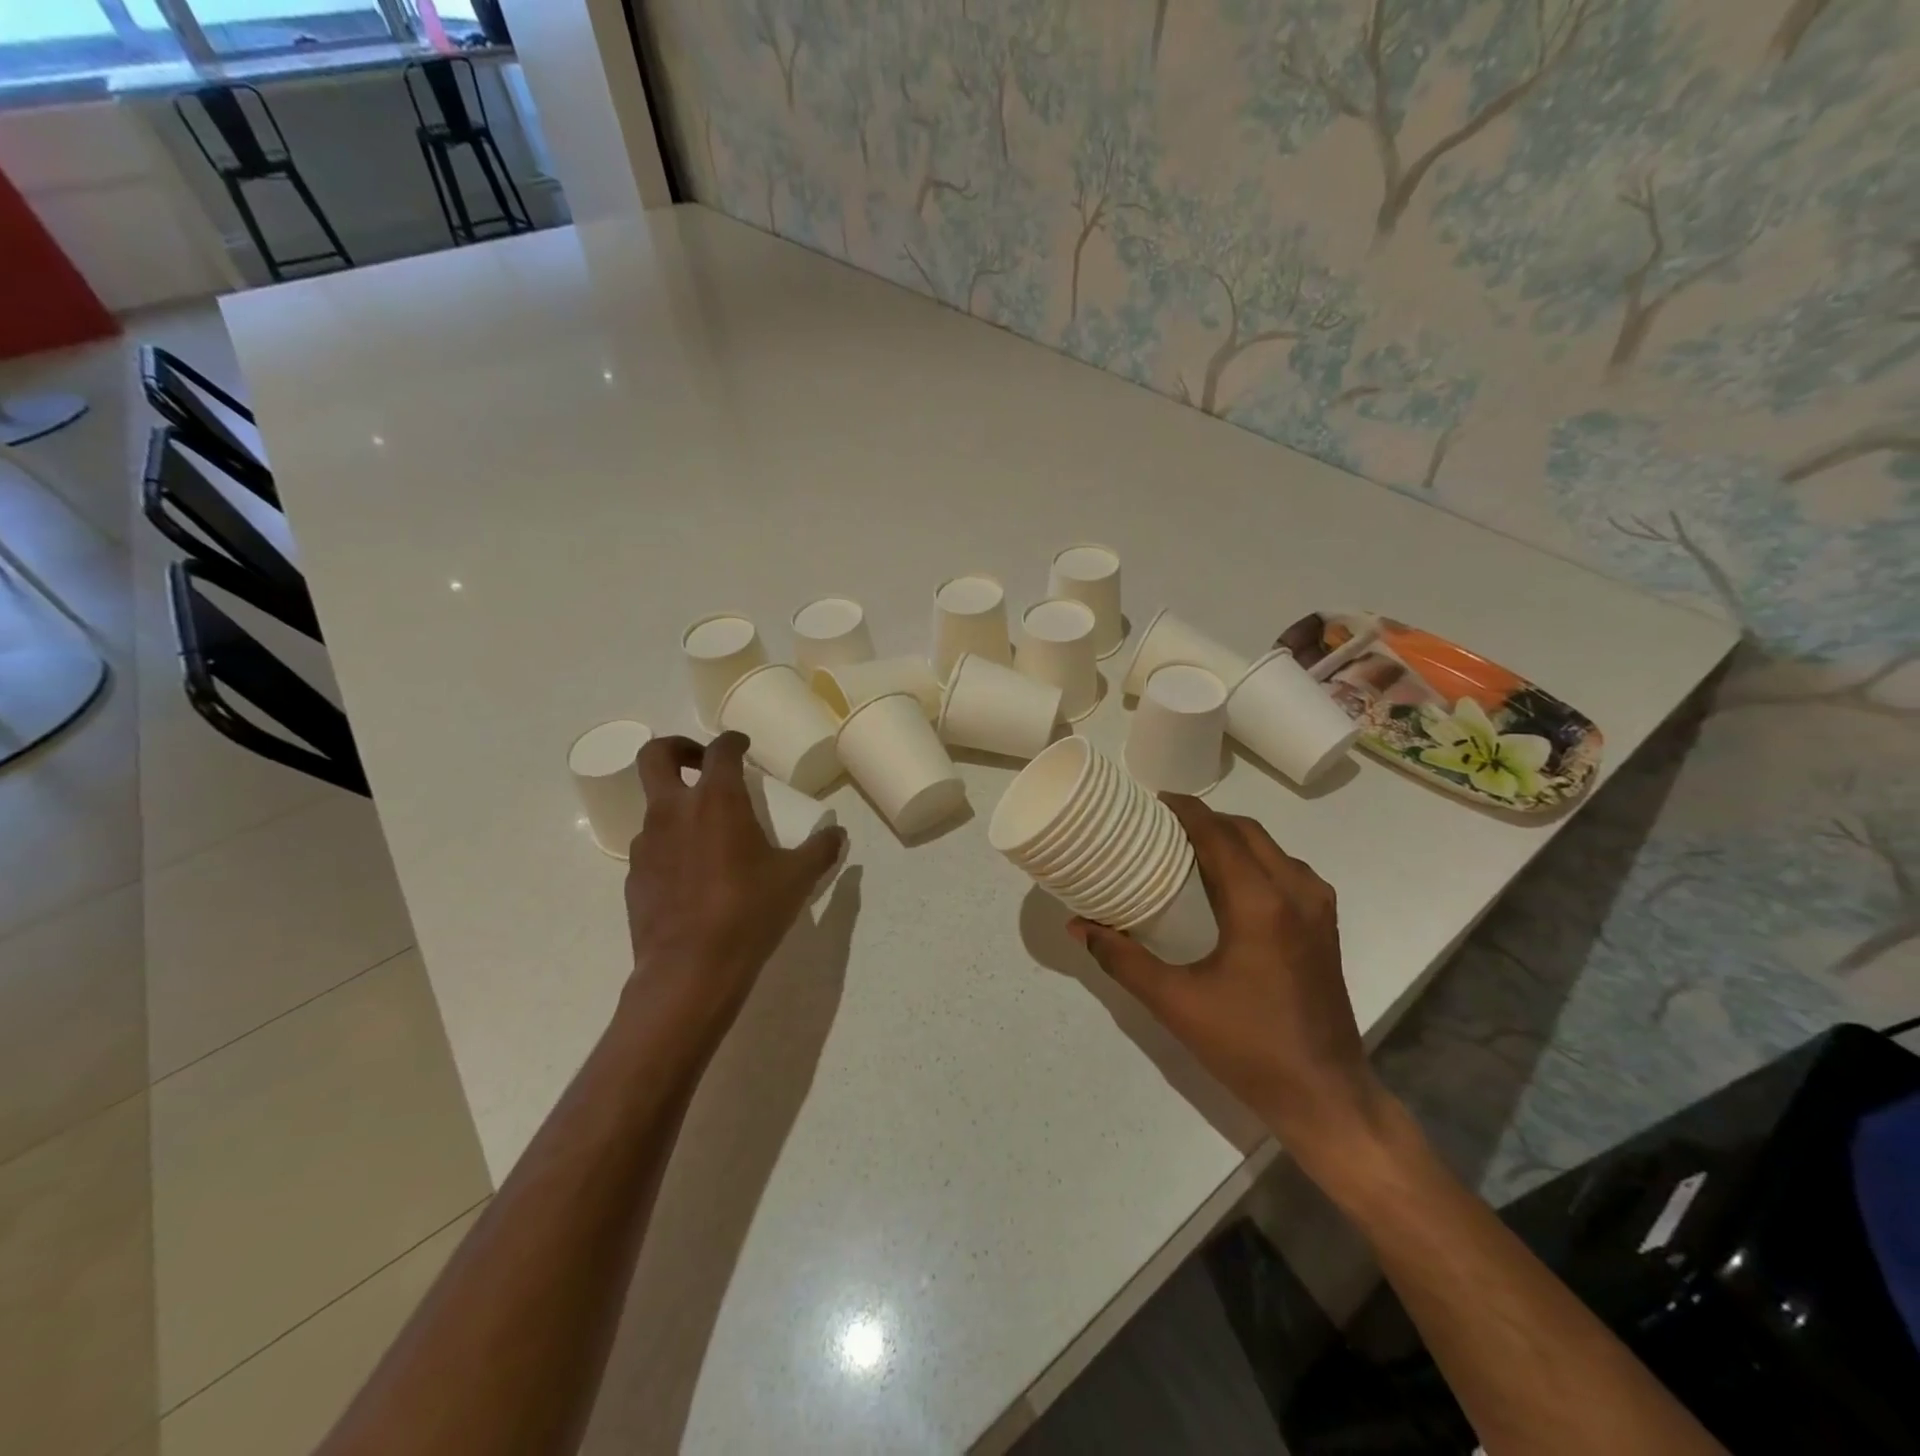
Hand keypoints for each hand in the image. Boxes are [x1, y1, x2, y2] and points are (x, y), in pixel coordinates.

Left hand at [622, 732, 844, 1051]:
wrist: (690, 970)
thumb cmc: (749, 912)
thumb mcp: (796, 879)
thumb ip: (820, 850)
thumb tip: (838, 836)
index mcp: (716, 800)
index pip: (720, 750)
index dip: (733, 740)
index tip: (744, 745)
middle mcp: (674, 811)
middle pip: (655, 756)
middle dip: (678, 748)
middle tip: (702, 763)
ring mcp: (647, 844)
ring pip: (654, 805)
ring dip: (678, 804)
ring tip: (708, 831)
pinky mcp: (634, 876)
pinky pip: (652, 846)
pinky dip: (671, 845)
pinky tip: (694, 874)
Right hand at [1070, 796, 1387, 1161]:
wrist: (1325, 1095)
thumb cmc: (1247, 1047)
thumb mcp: (1175, 1003)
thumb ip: (1122, 959)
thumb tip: (1077, 926)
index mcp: (1259, 903)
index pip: (1218, 834)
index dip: (1185, 810)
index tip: (1151, 800)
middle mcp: (1295, 892)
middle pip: (1246, 832)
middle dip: (1205, 820)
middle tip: (1161, 824)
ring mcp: (1317, 908)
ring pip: (1271, 848)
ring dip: (1232, 837)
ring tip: (1189, 846)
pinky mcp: (1325, 926)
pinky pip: (1286, 870)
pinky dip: (1255, 859)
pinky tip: (1228, 882)